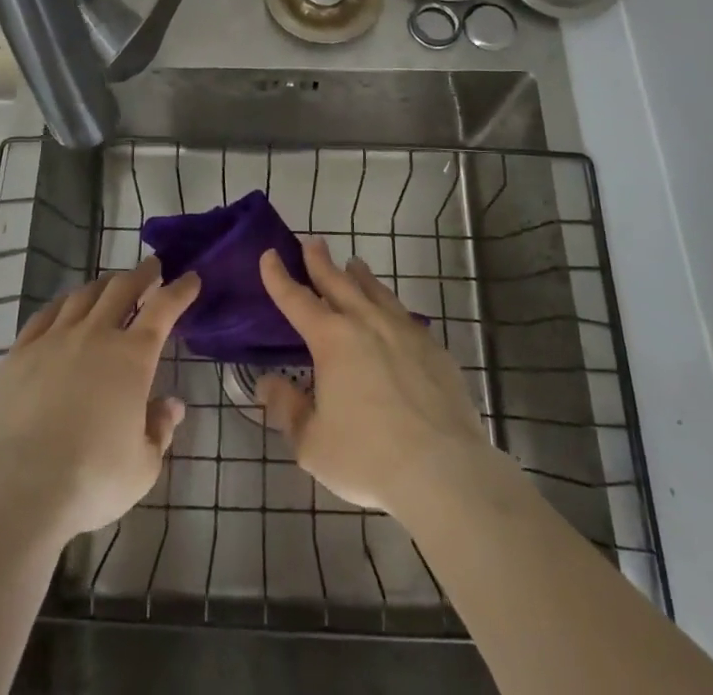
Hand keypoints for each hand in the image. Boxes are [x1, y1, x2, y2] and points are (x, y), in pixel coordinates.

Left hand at [0, 257, 198, 543]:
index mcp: (132, 357)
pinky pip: (45, 315)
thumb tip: (171, 405)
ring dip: (103, 285)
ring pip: (83, 295)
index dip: (180, 290)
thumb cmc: (89, 481)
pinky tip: (64, 307)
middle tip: (152, 268)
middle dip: (141, 274)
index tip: (191, 278)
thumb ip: (159, 430)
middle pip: (122, 289)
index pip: (163, 309)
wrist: (15, 489)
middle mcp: (95, 335)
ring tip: (110, 285)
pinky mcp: (19, 353)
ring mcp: (54, 339)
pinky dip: (63, 304)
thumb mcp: (142, 467)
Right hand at [256, 237, 493, 518]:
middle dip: (320, 261)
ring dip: (360, 276)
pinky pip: (405, 316)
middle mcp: (366, 323)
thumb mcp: (312, 443)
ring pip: (376, 292)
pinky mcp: (433, 349)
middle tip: (311, 242)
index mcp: (332, 340)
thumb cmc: (368, 458)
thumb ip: (287, 409)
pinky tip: (394, 313)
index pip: (296, 300)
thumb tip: (268, 383)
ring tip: (354, 264)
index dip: (279, 277)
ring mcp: (404, 332)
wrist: (444, 471)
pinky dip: (391, 306)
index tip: (269, 255)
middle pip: (338, 282)